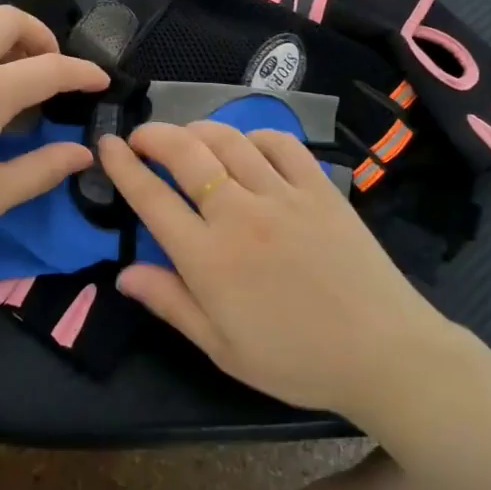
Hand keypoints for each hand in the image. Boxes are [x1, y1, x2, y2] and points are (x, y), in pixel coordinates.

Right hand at [99, 122, 464, 415]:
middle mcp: (239, 215)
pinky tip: (247, 146)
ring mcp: (283, 196)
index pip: (151, 199)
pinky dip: (255, 135)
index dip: (122, 167)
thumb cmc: (295, 360)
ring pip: (229, 141)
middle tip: (140, 136)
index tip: (106, 146)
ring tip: (187, 136)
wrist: (383, 353)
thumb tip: (123, 273)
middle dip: (154, 135)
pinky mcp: (320, 189)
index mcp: (208, 258)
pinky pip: (281, 144)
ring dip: (199, 130)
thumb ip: (171, 303)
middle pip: (186, 154)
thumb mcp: (222, 347)